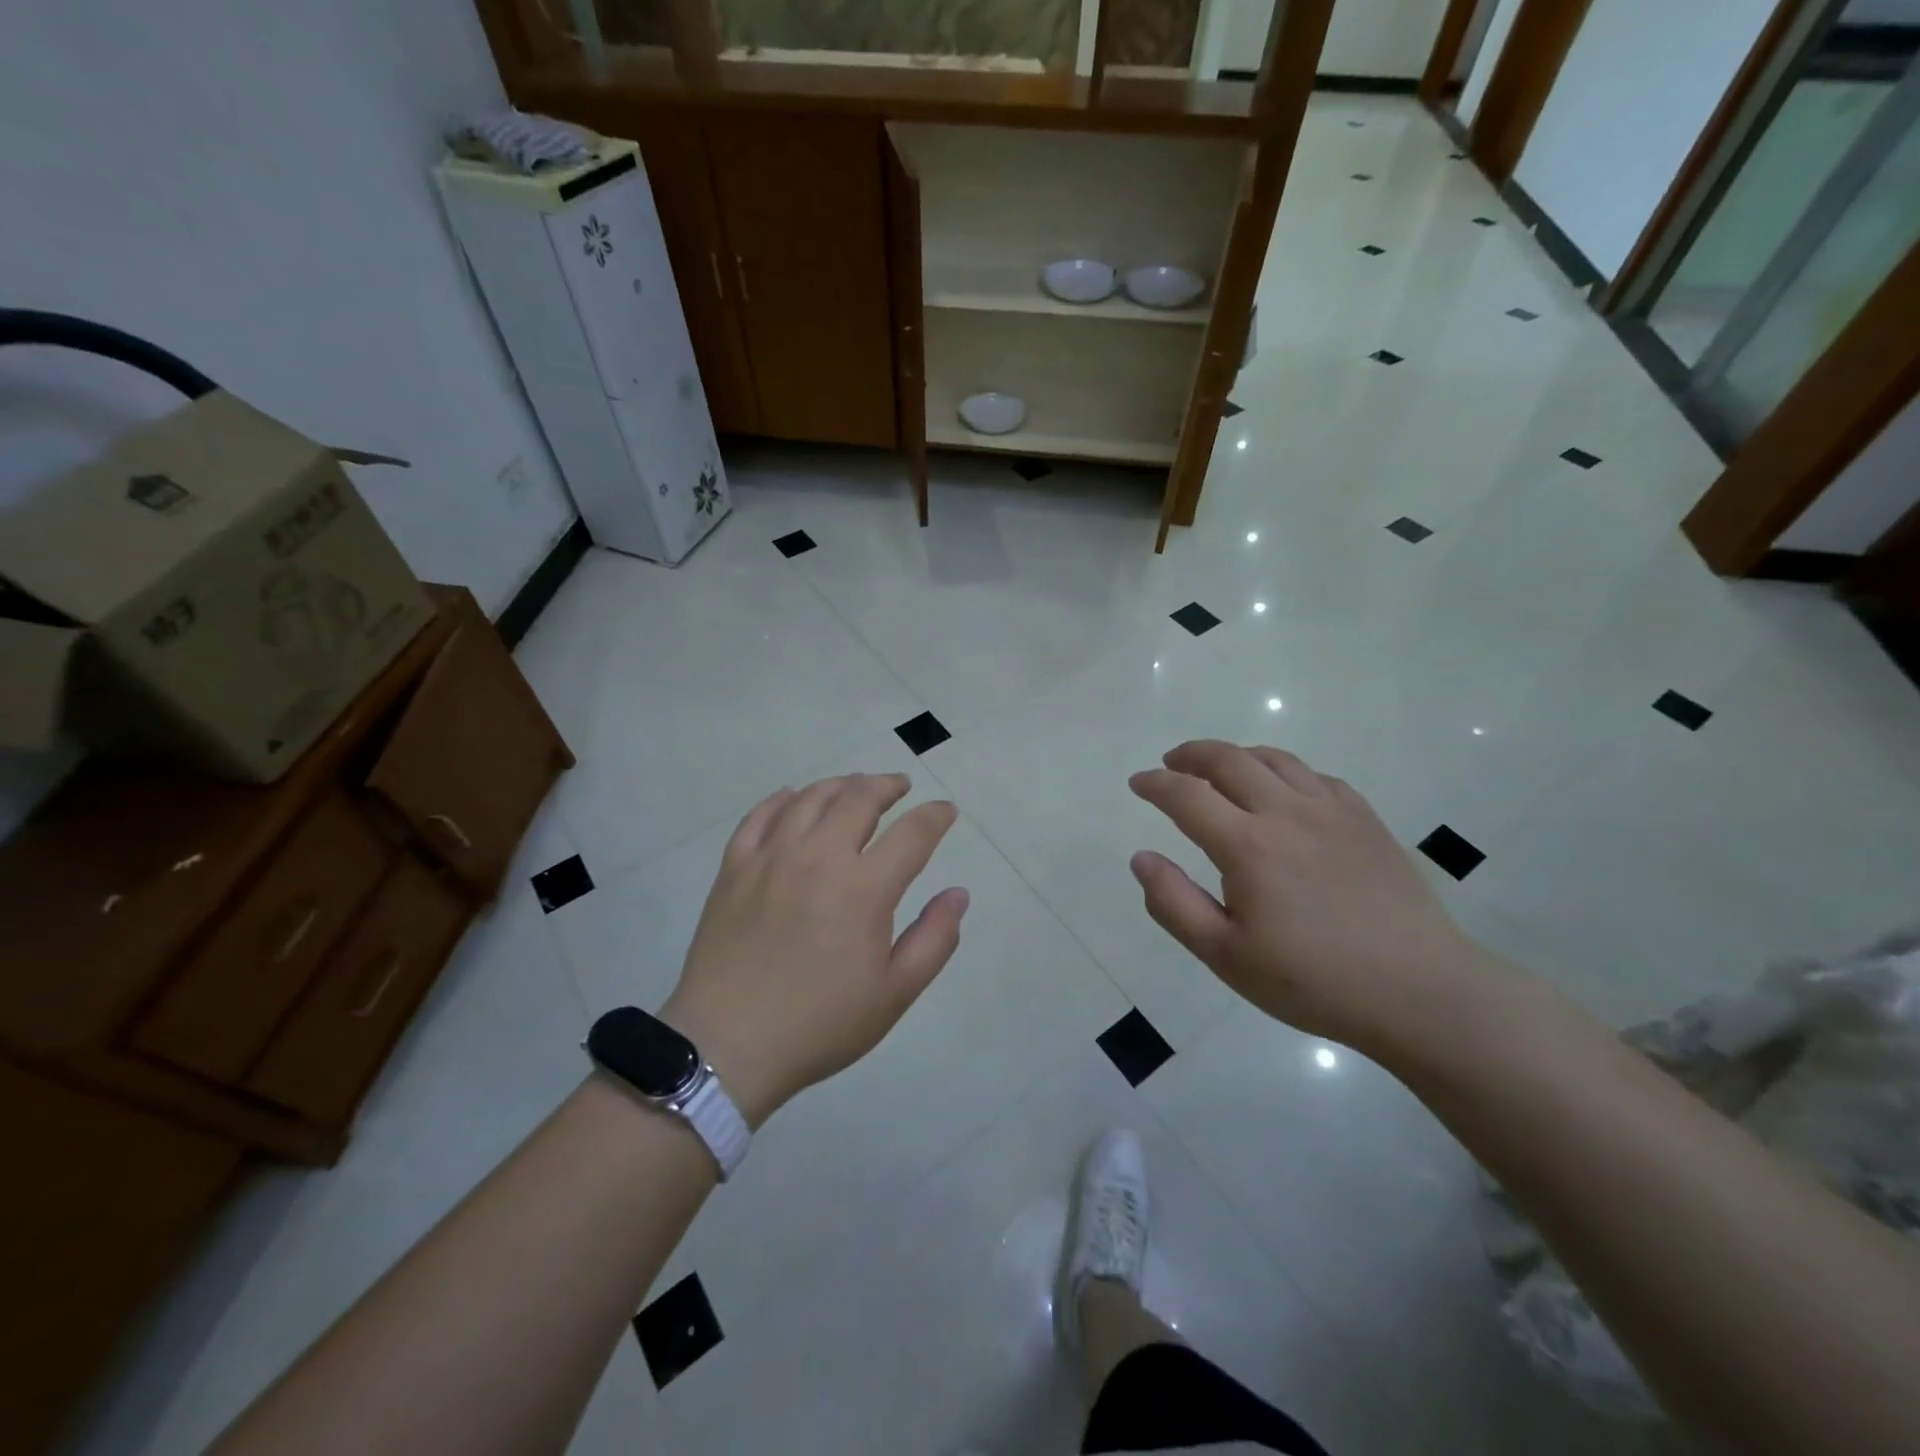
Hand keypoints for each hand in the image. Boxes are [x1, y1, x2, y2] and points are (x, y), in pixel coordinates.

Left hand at [661, 774, 968, 1126]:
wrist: (727, 1045)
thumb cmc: (820, 1024)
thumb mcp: (894, 993)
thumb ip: (934, 939)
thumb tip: (958, 894)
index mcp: (864, 889)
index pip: (912, 833)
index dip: (935, 816)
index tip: (946, 810)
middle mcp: (819, 857)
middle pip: (859, 798)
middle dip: (887, 785)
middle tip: (900, 786)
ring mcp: (771, 857)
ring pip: (810, 798)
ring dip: (840, 785)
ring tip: (854, 787)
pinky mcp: (734, 867)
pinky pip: (760, 815)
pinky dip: (782, 799)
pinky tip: (792, 797)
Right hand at [1129, 741, 1491, 1060]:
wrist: (1420, 991)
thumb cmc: (1313, 981)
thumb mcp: (1226, 956)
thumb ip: (1173, 903)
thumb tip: (1141, 858)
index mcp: (1248, 846)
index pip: (1186, 795)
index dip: (1155, 784)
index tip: (1137, 783)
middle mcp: (1287, 812)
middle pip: (1228, 760)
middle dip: (1191, 755)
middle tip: (1170, 763)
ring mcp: (1332, 811)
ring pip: (1274, 759)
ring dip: (1235, 755)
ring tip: (1218, 769)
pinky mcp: (1365, 819)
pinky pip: (1315, 775)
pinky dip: (1283, 770)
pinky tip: (1282, 791)